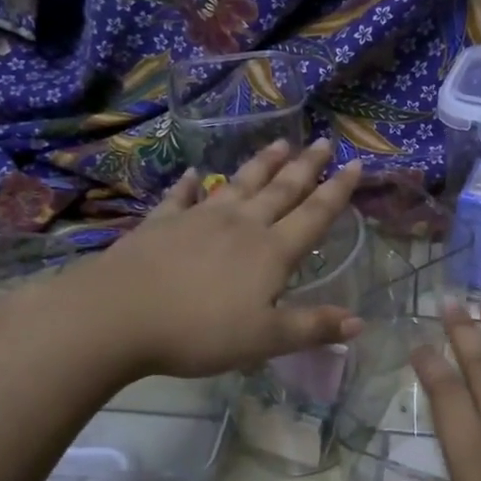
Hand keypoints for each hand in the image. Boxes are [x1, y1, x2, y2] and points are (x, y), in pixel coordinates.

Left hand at [77, 138, 363, 378]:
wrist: (120, 315)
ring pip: (239, 184)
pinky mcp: (161, 224)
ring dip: (261, 164)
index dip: (338, 191)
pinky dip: (191, 185)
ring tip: (279, 143)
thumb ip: (312, 327)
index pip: (314, 215)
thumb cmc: (200, 331)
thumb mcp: (265, 339)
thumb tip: (361, 321)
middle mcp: (241, 225)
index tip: (356, 164)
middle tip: (323, 142)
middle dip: (306, 167)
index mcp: (271, 251)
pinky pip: (182, 197)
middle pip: (280, 189)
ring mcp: (199, 219)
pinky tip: (196, 174)